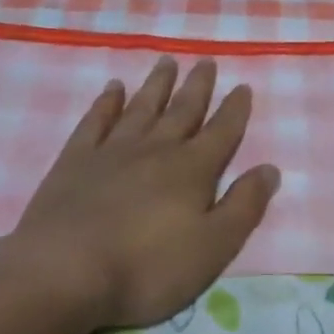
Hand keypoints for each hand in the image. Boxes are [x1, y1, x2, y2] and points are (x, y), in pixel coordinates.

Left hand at [0, 57, 280, 330]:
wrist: (63, 272)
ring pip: (142, 107)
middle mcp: (156, 150)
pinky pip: (96, 121)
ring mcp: (112, 151)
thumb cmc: (147, 268)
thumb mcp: (213, 247)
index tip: (243, 86)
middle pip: (182, 110)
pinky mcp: (75, 161)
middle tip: (206, 61)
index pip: (222, 132)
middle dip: (198, 86)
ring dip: (157, 84)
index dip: (235, 110)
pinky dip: (107, 102)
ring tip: (167, 62)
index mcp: (192, 170)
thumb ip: (244, 206)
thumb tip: (270, 169)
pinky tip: (113, 88)